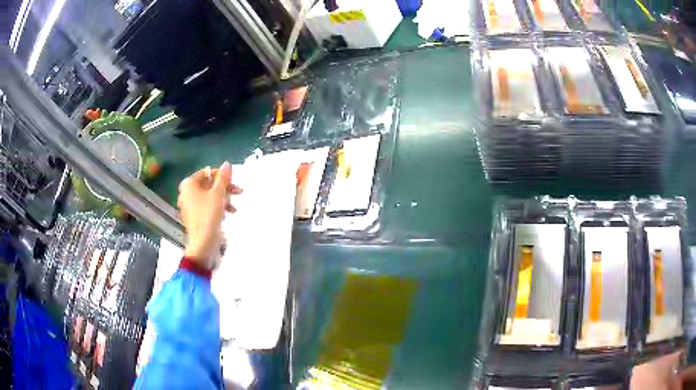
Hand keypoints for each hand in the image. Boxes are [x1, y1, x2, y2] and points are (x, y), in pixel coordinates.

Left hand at [177, 161, 241, 266]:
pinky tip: (226, 215)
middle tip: (239, 192)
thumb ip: (223, 177)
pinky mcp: (194, 217)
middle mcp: (186, 192)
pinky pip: (206, 206)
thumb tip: (227, 163)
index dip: (222, 176)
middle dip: (224, 189)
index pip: (208, 172)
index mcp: (189, 184)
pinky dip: (217, 208)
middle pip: (208, 184)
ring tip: (233, 208)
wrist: (203, 243)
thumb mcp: (218, 194)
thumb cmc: (209, 215)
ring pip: (209, 196)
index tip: (234, 182)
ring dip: (223, 199)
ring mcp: (189, 205)